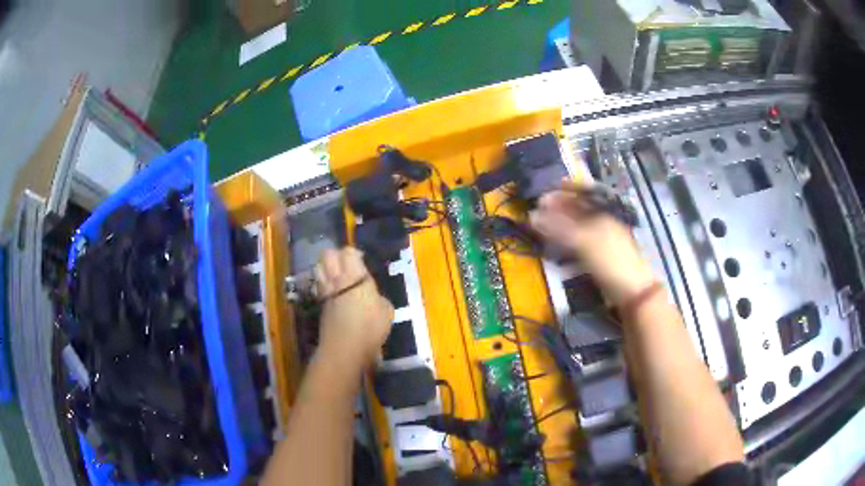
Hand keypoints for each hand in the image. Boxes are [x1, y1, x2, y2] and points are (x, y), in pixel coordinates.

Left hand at [314, 247, 393, 368]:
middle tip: (347, 265)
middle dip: (336, 255)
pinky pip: (318, 285)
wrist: (344, 348)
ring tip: (337, 276)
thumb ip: (379, 298)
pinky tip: (333, 292)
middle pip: (327, 255)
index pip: (348, 252)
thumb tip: (374, 297)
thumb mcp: (386, 311)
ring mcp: (324, 291)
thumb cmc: (369, 328)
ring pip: (318, 268)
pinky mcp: (319, 304)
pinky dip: (323, 283)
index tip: (362, 260)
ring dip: (326, 268)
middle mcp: (336, 279)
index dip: (354, 253)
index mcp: (354, 276)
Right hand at [530, 179, 655, 305]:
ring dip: (560, 223)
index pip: (582, 192)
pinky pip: (578, 241)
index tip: (547, 189)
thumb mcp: (584, 242)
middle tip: (538, 207)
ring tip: (542, 224)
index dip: (565, 189)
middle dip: (559, 206)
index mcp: (602, 213)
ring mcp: (601, 238)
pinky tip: (556, 243)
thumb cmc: (610, 260)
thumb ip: (559, 228)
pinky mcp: (598, 255)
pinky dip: (565, 239)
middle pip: (578, 208)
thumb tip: (532, 215)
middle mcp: (602, 221)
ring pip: (577, 225)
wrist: (631, 291)